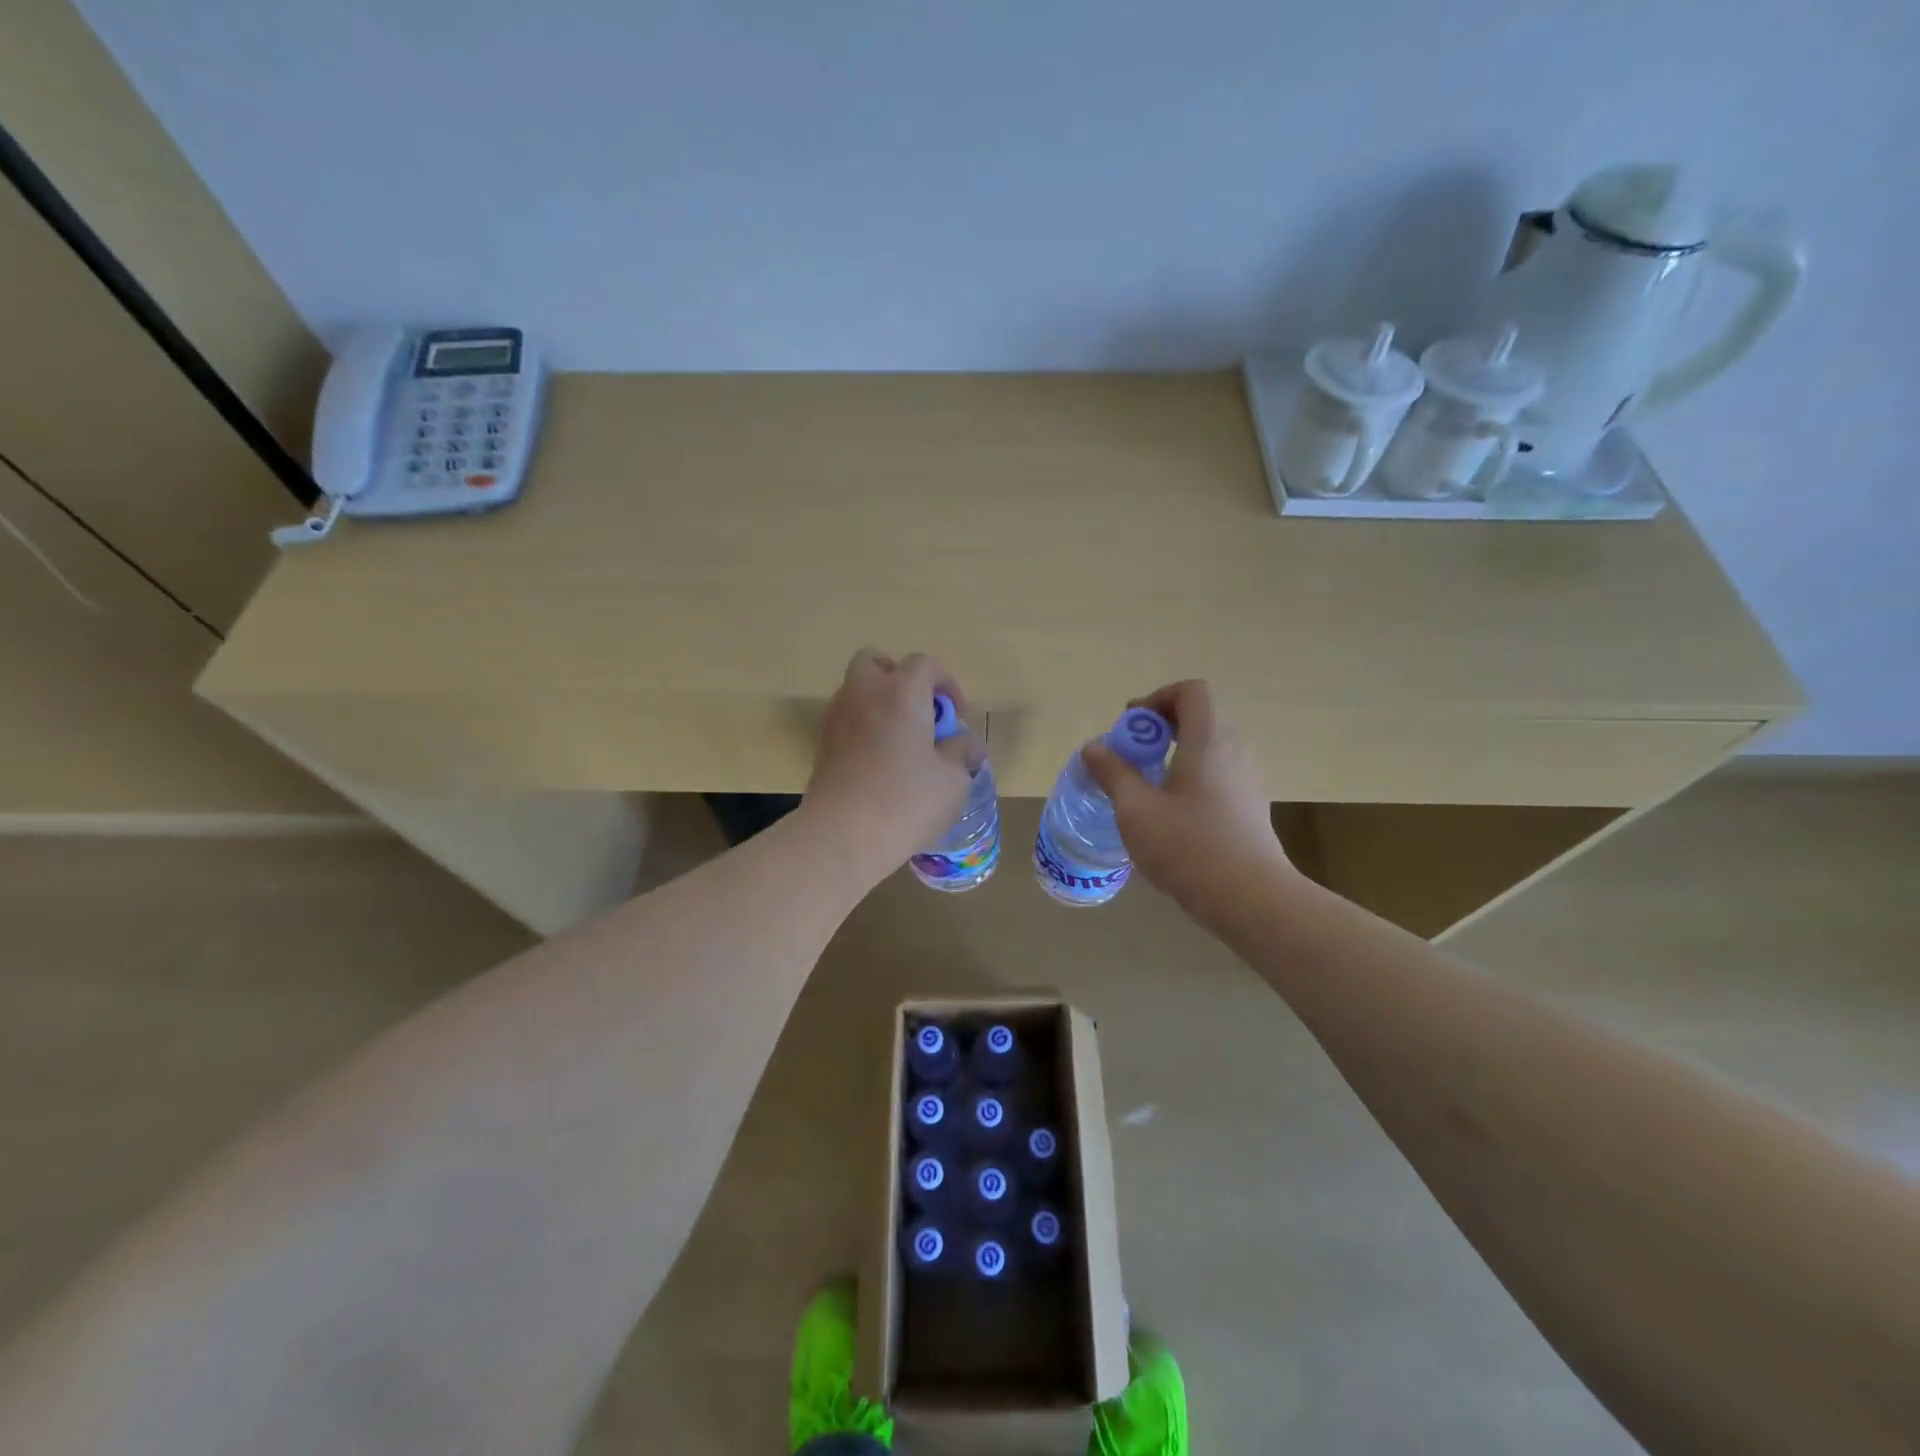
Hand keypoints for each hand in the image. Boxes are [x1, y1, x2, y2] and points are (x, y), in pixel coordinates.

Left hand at [802, 649, 978, 886]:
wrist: (842, 835)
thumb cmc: (906, 801)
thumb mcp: (953, 780)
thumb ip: (962, 753)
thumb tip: (967, 744)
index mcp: (902, 692)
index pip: (924, 664)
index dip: (946, 684)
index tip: (956, 717)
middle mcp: (864, 693)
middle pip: (876, 662)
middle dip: (899, 678)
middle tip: (919, 713)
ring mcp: (837, 717)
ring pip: (857, 690)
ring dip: (879, 703)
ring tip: (900, 742)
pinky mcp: (822, 743)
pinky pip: (847, 719)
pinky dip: (863, 727)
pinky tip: (878, 762)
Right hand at [1081, 680, 1294, 927]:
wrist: (1249, 898)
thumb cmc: (1188, 846)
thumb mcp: (1136, 809)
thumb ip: (1113, 772)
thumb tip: (1094, 747)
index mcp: (1208, 739)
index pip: (1190, 691)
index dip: (1157, 699)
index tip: (1132, 728)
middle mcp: (1235, 749)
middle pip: (1199, 716)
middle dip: (1160, 728)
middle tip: (1132, 757)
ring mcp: (1248, 777)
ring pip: (1209, 747)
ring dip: (1176, 753)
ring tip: (1148, 786)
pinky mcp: (1252, 805)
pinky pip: (1219, 772)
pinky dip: (1193, 776)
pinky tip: (1173, 814)